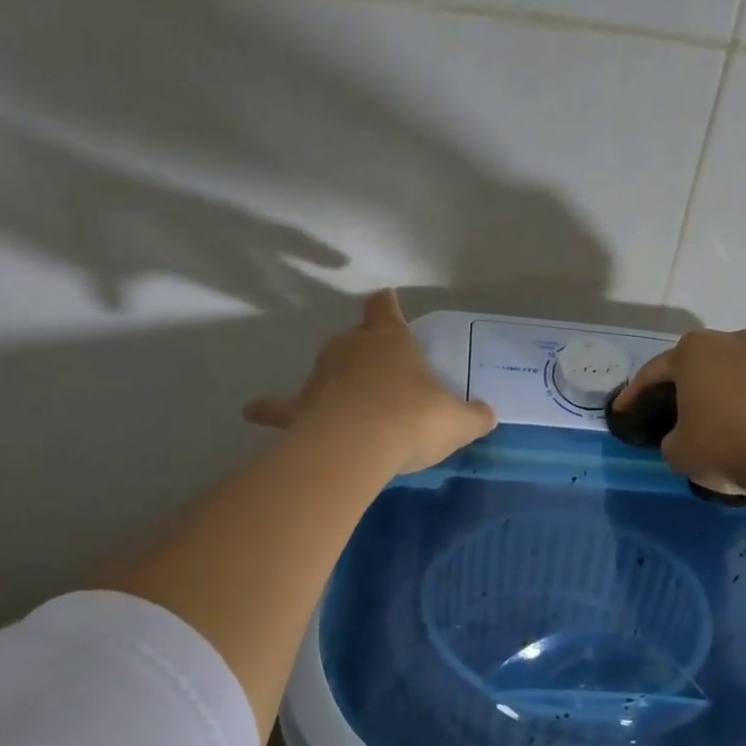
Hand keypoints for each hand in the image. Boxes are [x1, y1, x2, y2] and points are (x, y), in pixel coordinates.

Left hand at [244, 291, 496, 474]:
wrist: (359, 445)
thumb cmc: (414, 419)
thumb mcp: (458, 421)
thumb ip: (474, 416)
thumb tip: (488, 415)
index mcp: (391, 342)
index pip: (385, 309)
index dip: (387, 305)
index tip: (386, 300)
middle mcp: (352, 349)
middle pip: (355, 338)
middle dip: (366, 351)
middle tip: (383, 376)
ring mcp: (320, 376)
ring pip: (326, 369)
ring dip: (335, 380)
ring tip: (347, 403)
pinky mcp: (299, 407)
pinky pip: (280, 406)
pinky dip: (270, 409)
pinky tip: (256, 412)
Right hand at [615, 329, 745, 509]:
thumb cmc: (723, 442)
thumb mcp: (677, 450)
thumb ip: (670, 437)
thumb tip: (683, 434)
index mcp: (691, 351)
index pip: (651, 373)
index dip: (632, 396)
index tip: (620, 412)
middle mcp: (725, 340)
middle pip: (690, 366)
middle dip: (676, 386)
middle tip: (662, 409)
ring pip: (723, 372)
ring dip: (710, 391)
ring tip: (703, 415)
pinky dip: (738, 400)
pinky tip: (735, 420)